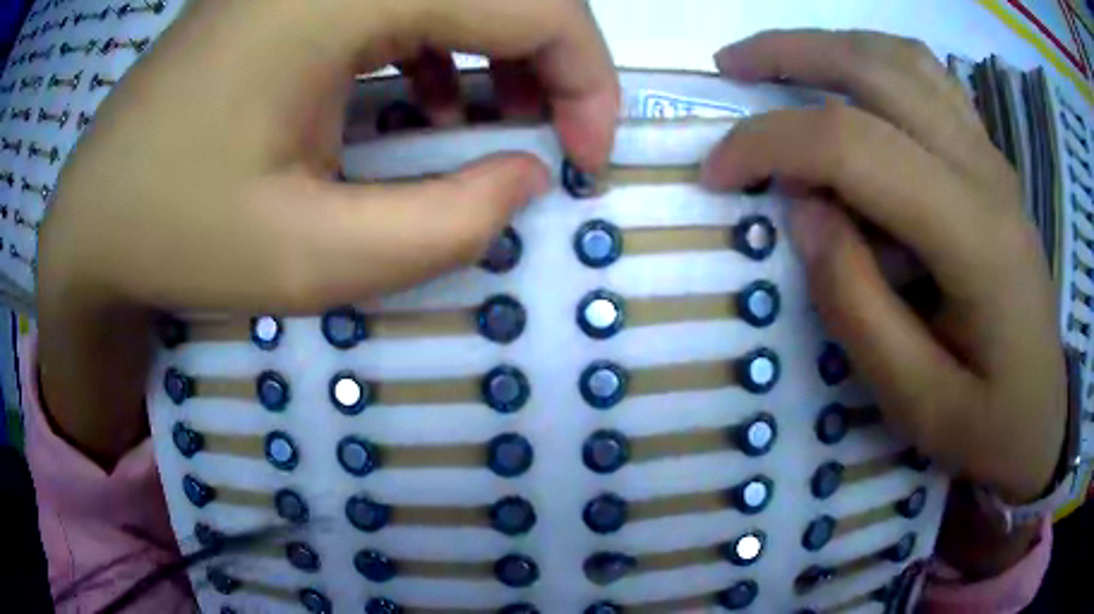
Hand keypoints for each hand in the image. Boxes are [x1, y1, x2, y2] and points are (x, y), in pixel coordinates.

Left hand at [37, 0, 618, 464]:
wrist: (92, 219)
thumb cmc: (175, 239)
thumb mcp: (310, 261)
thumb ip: (444, 225)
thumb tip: (531, 177)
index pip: (530, 0)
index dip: (586, 78)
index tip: (589, 158)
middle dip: (555, 61)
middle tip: (553, 138)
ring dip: (503, 47)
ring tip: (495, 123)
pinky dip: (446, 42)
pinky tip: (425, 97)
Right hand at [700, 30, 1065, 504]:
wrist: (1042, 420)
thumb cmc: (987, 426)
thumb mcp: (916, 401)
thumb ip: (858, 307)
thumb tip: (805, 212)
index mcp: (975, 237)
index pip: (855, 146)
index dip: (771, 144)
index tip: (716, 175)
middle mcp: (986, 173)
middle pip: (877, 69)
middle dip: (789, 54)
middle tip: (728, 68)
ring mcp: (992, 160)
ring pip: (904, 59)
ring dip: (831, 46)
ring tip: (778, 61)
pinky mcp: (991, 165)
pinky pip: (930, 81)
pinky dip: (876, 63)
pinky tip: (851, 85)